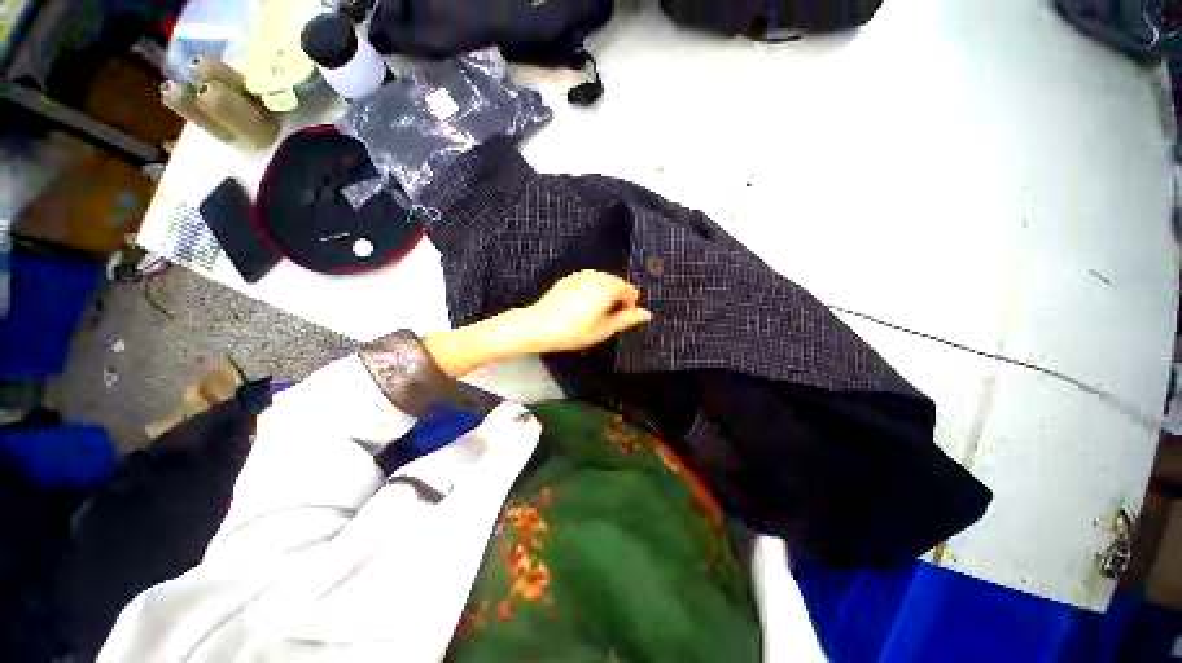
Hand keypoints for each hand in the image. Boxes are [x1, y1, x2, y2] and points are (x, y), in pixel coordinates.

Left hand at [523, 271, 652, 352]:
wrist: (539, 326)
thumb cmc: (573, 332)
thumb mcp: (604, 329)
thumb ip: (627, 319)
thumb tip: (646, 314)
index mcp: (608, 287)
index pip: (630, 291)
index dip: (629, 307)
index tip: (619, 319)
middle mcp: (596, 276)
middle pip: (617, 284)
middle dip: (617, 299)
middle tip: (605, 320)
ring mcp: (581, 275)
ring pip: (603, 282)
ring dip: (604, 295)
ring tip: (592, 315)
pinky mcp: (569, 278)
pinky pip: (588, 281)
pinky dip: (591, 291)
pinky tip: (580, 308)